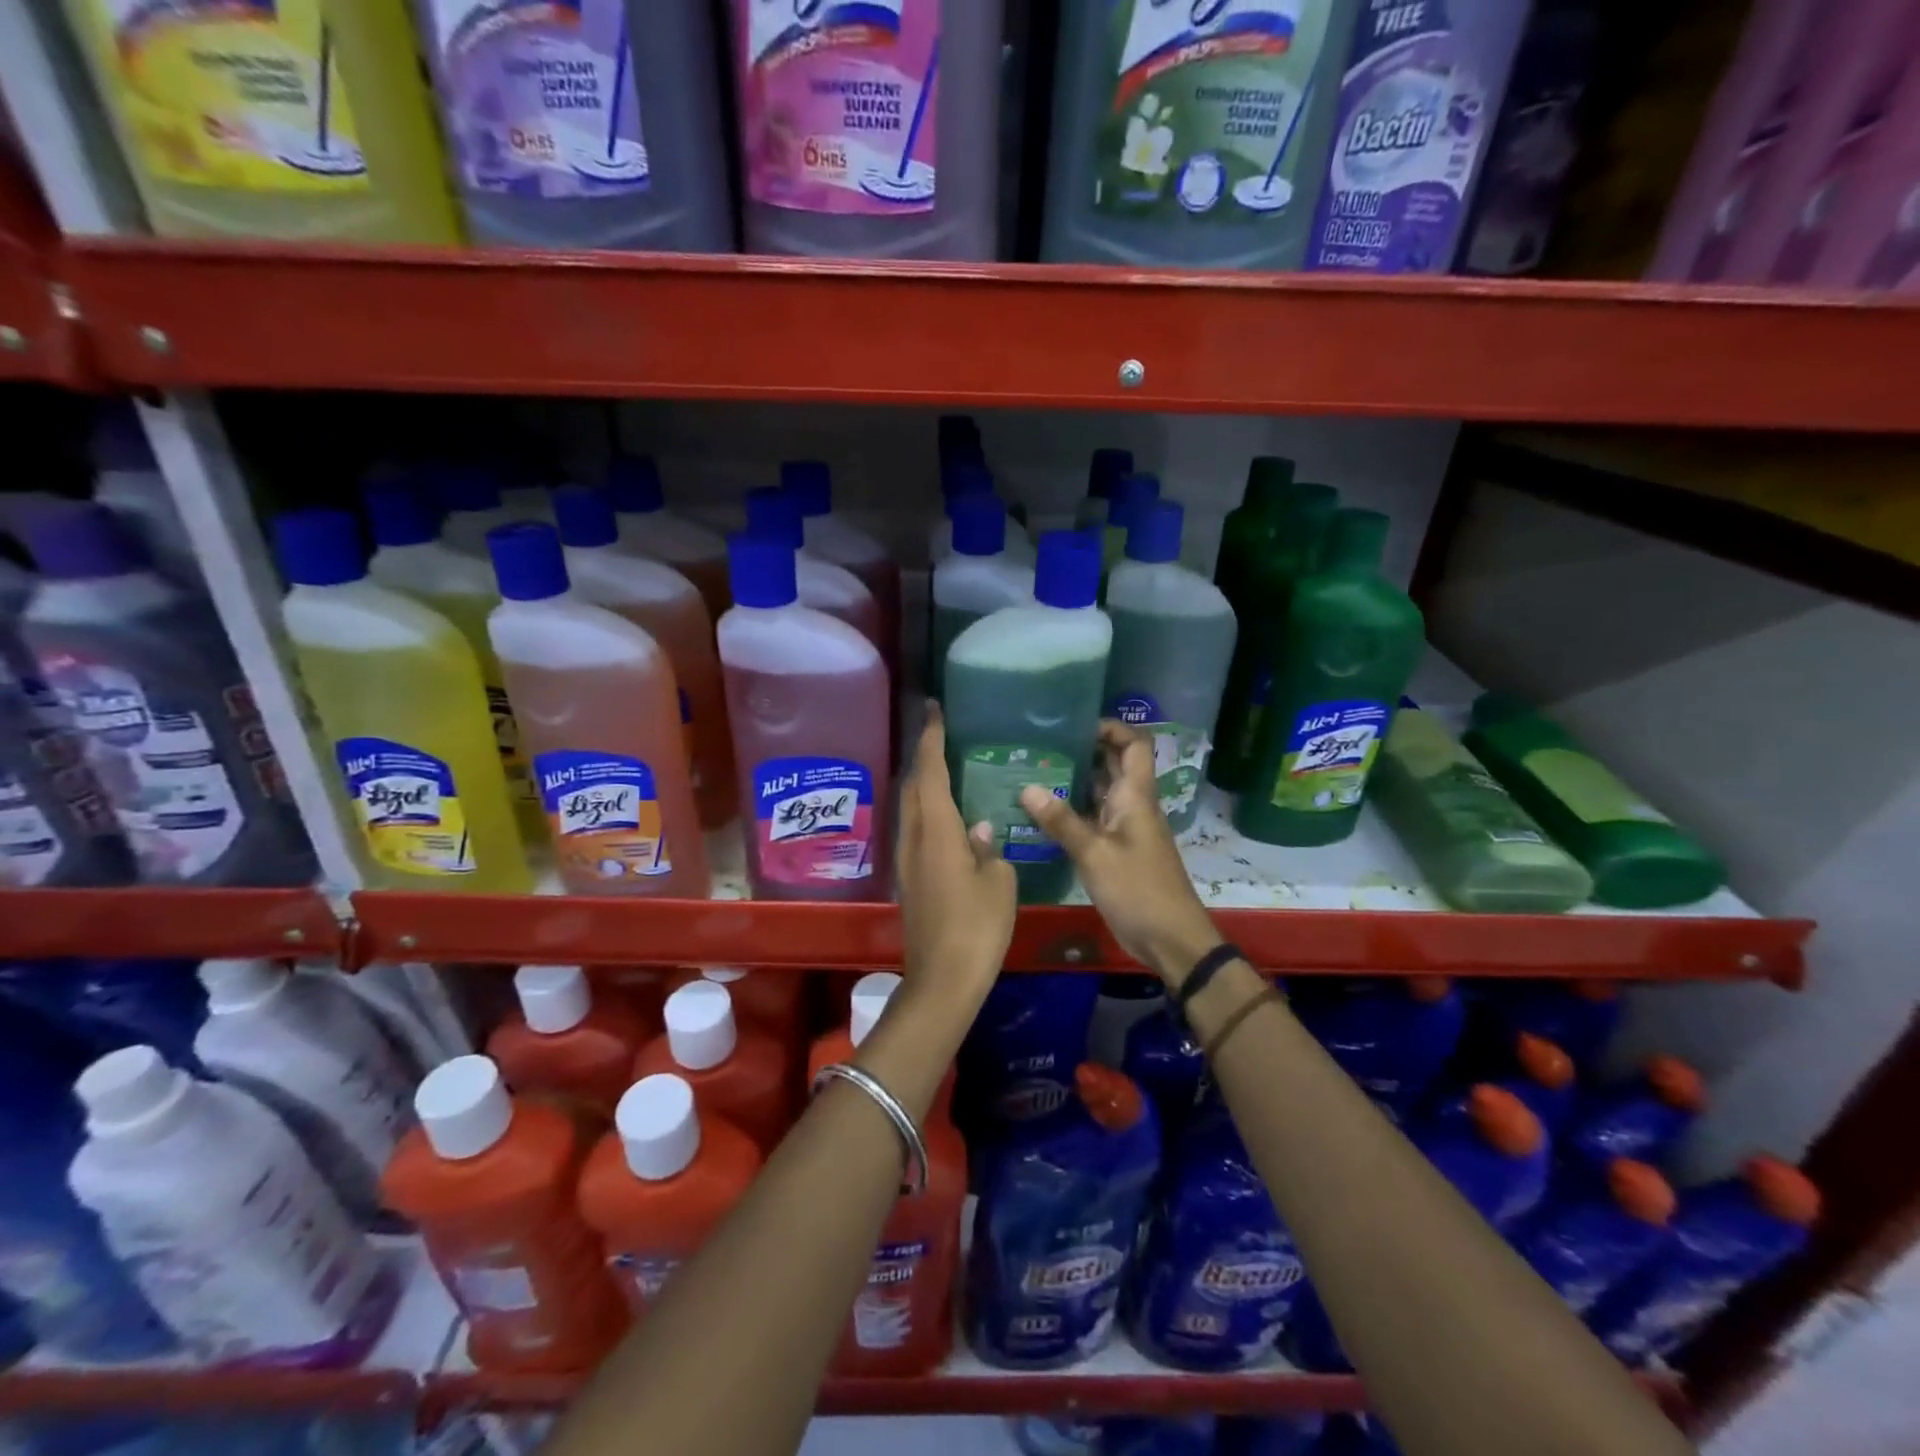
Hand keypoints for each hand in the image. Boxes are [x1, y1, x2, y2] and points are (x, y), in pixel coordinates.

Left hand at [895, 703, 1015, 1015]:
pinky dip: (927, 810)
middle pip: (913, 785)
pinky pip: (915, 829)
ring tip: (947, 767)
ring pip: (910, 807)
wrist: (942, 980)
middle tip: (942, 733)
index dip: (931, 737)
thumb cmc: (976, 927)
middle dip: (924, 755)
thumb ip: (990, 849)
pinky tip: (947, 816)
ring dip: (923, 782)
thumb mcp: (999, 883)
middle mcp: (914, 837)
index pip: (930, 771)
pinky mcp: (909, 879)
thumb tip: (981, 830)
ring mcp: (907, 859)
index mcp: (936, 830)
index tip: (933, 708)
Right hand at [1019, 721, 1219, 986]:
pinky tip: (1043, 814)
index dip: (1112, 728)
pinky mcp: (1118, 850)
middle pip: (1114, 765)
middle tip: (1042, 747)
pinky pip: (1095, 819)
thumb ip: (1061, 821)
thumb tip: (1027, 787)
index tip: (1075, 725)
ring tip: (1034, 772)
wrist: (1170, 938)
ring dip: (1075, 781)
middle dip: (1084, 751)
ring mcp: (1126, 828)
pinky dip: (1073, 812)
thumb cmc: (1138, 889)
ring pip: (1102, 792)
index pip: (1134, 745)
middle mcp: (1133, 805)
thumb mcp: (1094, 854)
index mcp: (1136, 796)